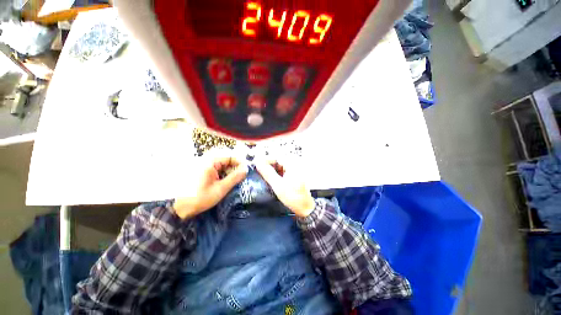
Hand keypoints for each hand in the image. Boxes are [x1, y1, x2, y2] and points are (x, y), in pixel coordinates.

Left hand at [173, 154, 247, 219]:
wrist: (177, 207)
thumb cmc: (199, 198)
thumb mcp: (220, 189)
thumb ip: (234, 177)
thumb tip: (246, 169)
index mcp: (210, 161)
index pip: (230, 155)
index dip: (240, 162)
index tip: (246, 171)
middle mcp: (205, 158)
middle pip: (225, 156)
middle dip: (235, 164)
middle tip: (240, 174)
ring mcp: (201, 162)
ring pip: (221, 160)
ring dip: (229, 167)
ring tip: (233, 178)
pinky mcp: (200, 168)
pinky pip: (215, 164)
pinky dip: (222, 170)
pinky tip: (223, 179)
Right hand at [256, 159, 314, 217]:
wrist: (305, 208)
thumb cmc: (294, 197)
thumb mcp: (278, 185)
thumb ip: (267, 173)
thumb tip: (258, 163)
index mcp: (292, 164)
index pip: (275, 156)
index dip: (265, 160)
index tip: (256, 165)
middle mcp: (294, 164)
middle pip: (277, 161)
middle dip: (267, 166)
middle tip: (258, 172)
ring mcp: (294, 169)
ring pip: (279, 166)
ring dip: (271, 171)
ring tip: (263, 177)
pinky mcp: (293, 175)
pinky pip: (282, 171)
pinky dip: (276, 174)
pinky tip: (271, 180)